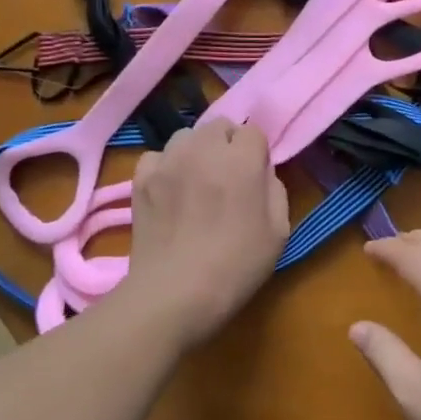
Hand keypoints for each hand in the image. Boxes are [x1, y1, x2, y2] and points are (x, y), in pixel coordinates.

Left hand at [121, 121, 288, 344]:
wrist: (175, 293)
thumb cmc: (236, 267)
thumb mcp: (278, 232)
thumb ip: (275, 190)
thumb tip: (261, 172)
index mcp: (241, 161)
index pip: (253, 132)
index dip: (256, 154)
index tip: (255, 179)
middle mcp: (203, 150)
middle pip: (219, 126)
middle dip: (227, 145)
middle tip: (227, 178)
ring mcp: (168, 161)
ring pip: (186, 136)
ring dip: (196, 151)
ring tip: (196, 181)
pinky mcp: (141, 179)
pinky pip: (157, 156)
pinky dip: (166, 166)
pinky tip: (170, 190)